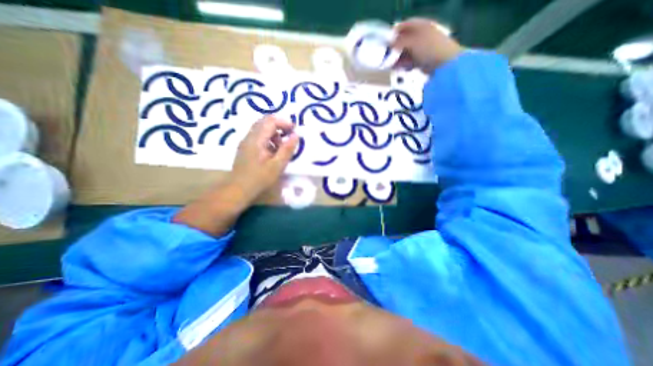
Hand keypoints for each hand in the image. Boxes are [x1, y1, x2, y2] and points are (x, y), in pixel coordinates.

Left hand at [231, 116, 298, 200]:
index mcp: (257, 139)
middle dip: (279, 126)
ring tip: (281, 146)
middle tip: (290, 135)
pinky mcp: (245, 148)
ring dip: (274, 133)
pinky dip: (268, 139)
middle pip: (265, 122)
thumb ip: (287, 149)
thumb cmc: (260, 178)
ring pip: (261, 129)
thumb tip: (296, 135)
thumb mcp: (278, 165)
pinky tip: (272, 151)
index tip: (294, 130)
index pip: (270, 121)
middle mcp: (249, 136)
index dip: (284, 122)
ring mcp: (246, 142)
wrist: (238, 189)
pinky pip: (258, 136)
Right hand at [392, 18, 463, 73]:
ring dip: (397, 58)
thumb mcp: (412, 42)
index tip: (385, 41)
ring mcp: (423, 49)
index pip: (405, 25)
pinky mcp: (423, 61)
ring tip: (389, 65)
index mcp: (421, 26)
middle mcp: (422, 36)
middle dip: (394, 48)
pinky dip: (403, 65)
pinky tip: (397, 69)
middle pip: (404, 41)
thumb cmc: (429, 48)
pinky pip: (409, 62)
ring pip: (406, 52)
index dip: (394, 32)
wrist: (444, 64)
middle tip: (385, 55)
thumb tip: (389, 44)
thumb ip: (399, 42)